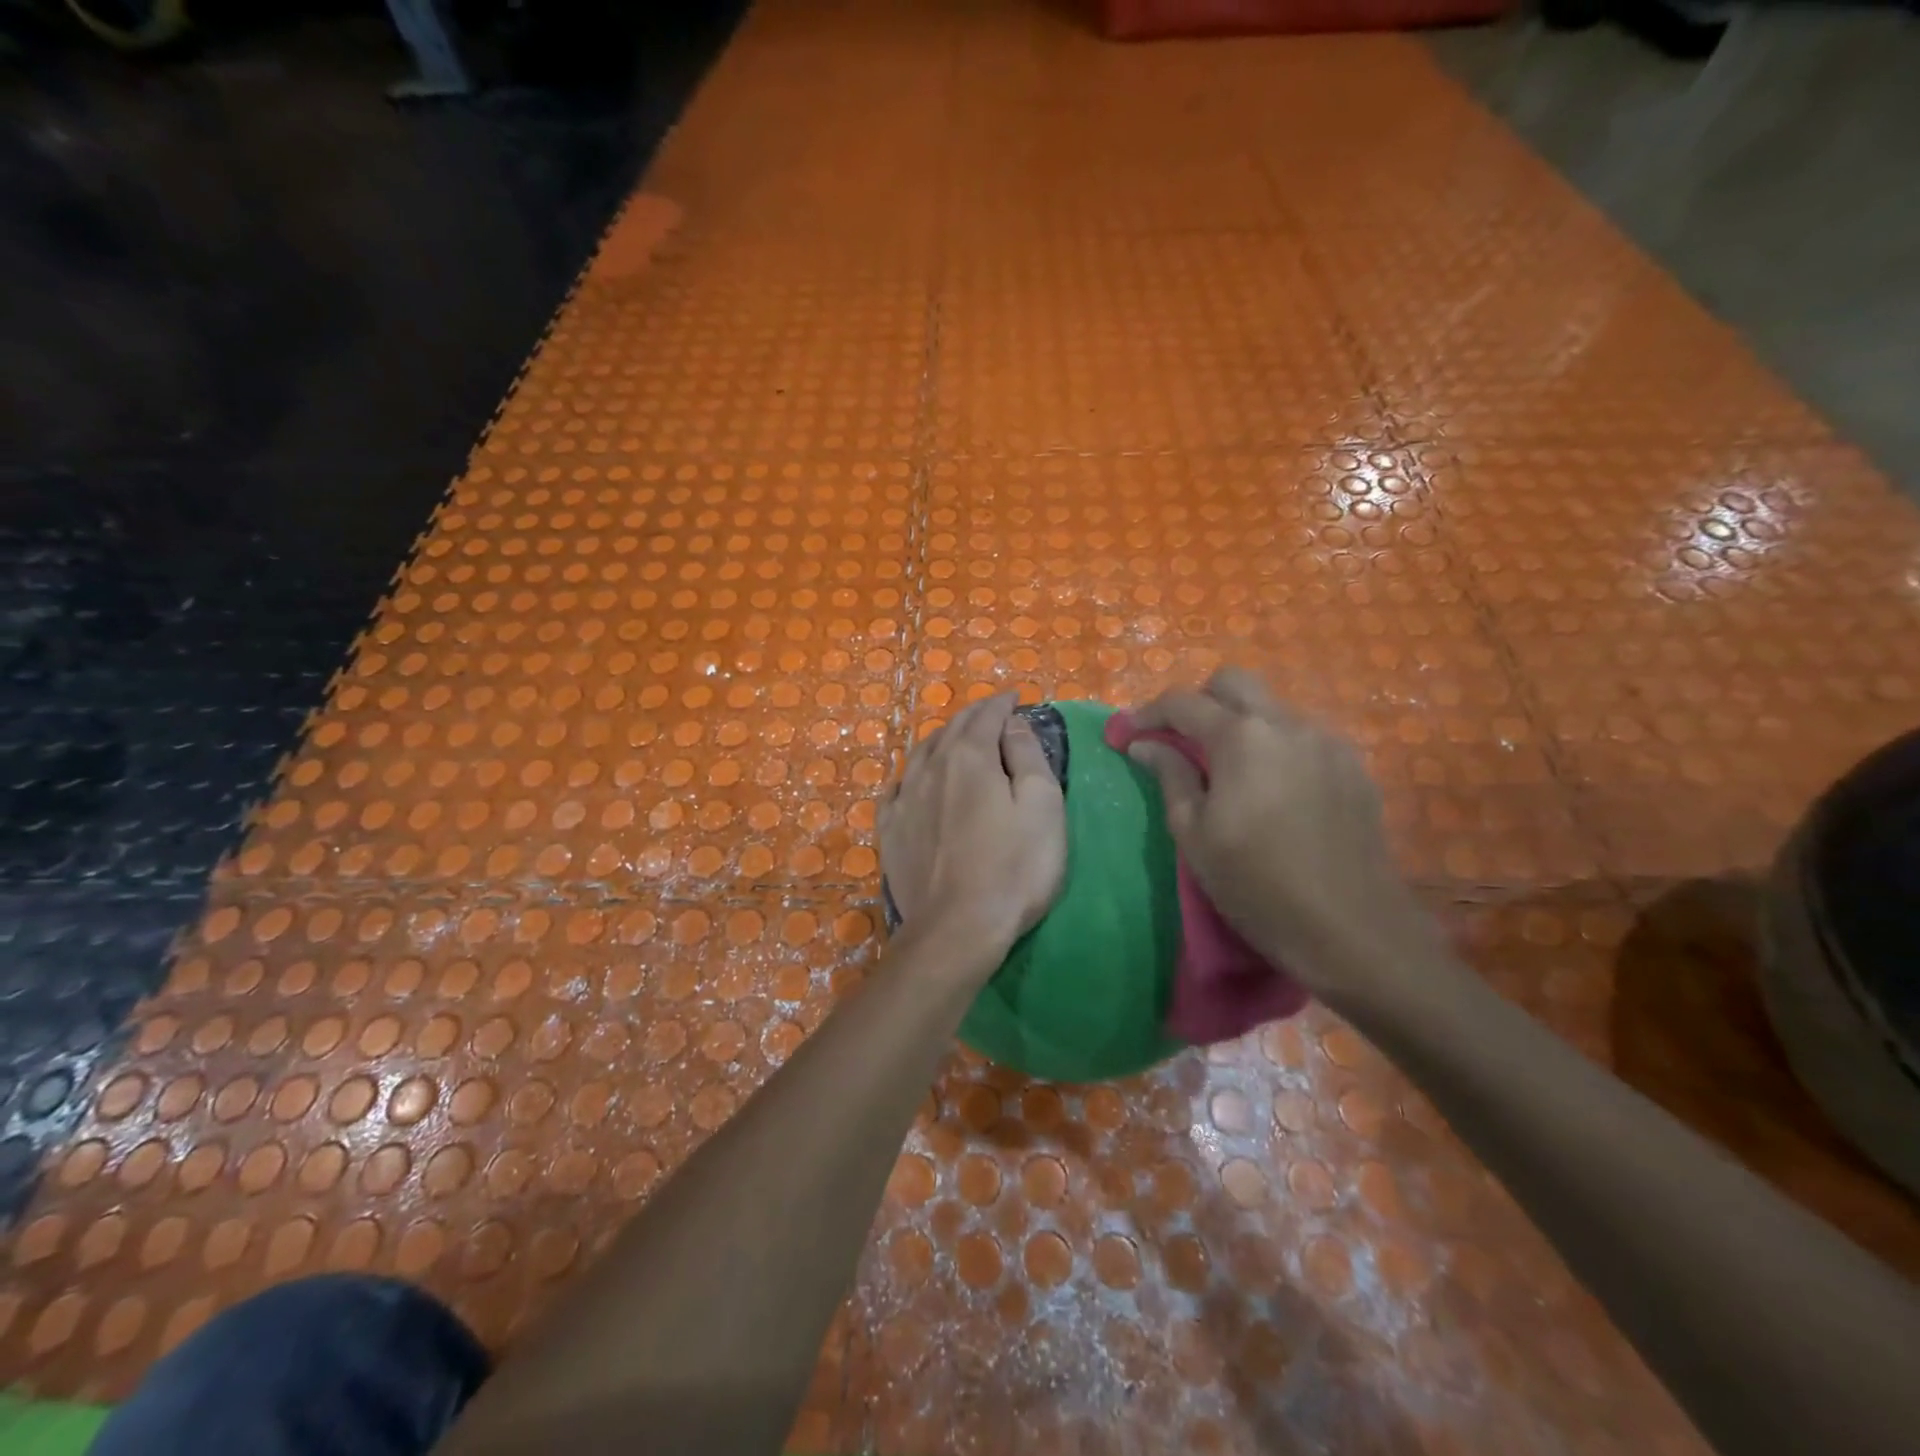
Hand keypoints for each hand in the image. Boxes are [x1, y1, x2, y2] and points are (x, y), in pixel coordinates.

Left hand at [879, 693, 1066, 960]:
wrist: (957, 927)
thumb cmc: (1013, 867)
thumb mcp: (1042, 805)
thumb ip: (1027, 755)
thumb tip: (1011, 723)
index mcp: (969, 757)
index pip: (986, 715)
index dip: (1002, 703)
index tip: (1015, 696)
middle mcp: (930, 768)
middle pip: (952, 729)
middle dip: (974, 716)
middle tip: (991, 713)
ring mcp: (904, 800)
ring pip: (921, 754)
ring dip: (942, 739)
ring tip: (955, 738)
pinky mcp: (890, 831)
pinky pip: (896, 789)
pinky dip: (911, 775)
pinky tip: (912, 781)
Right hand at [1125, 668, 1436, 1006]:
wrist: (1353, 931)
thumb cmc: (1257, 886)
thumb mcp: (1195, 836)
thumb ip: (1170, 777)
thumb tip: (1145, 744)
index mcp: (1242, 738)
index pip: (1183, 702)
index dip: (1147, 713)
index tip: (1127, 733)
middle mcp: (1287, 724)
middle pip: (1234, 683)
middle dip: (1199, 701)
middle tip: (1181, 742)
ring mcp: (1328, 742)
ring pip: (1272, 708)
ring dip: (1241, 724)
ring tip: (1229, 772)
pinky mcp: (1354, 767)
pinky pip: (1303, 737)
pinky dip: (1276, 747)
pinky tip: (1273, 791)